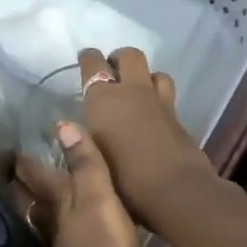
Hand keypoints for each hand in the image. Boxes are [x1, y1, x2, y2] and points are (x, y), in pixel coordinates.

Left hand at [15, 118, 146, 246]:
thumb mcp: (100, 199)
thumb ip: (85, 165)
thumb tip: (63, 126)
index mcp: (60, 206)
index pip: (37, 178)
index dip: (27, 164)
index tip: (15, 150)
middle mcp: (56, 227)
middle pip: (38, 202)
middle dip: (30, 186)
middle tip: (23, 170)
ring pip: (50, 223)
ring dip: (47, 210)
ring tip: (52, 198)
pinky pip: (70, 243)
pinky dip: (69, 233)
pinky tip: (80, 234)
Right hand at [73, 47, 216, 230]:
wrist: (175, 190)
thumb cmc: (124, 179)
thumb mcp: (92, 160)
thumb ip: (81, 141)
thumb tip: (69, 130)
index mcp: (103, 99)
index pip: (92, 63)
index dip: (87, 58)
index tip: (84, 58)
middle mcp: (132, 92)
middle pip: (129, 56)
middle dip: (119, 58)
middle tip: (112, 70)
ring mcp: (159, 102)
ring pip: (154, 72)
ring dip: (144, 76)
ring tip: (136, 89)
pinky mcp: (178, 118)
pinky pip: (167, 94)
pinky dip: (158, 96)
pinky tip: (153, 113)